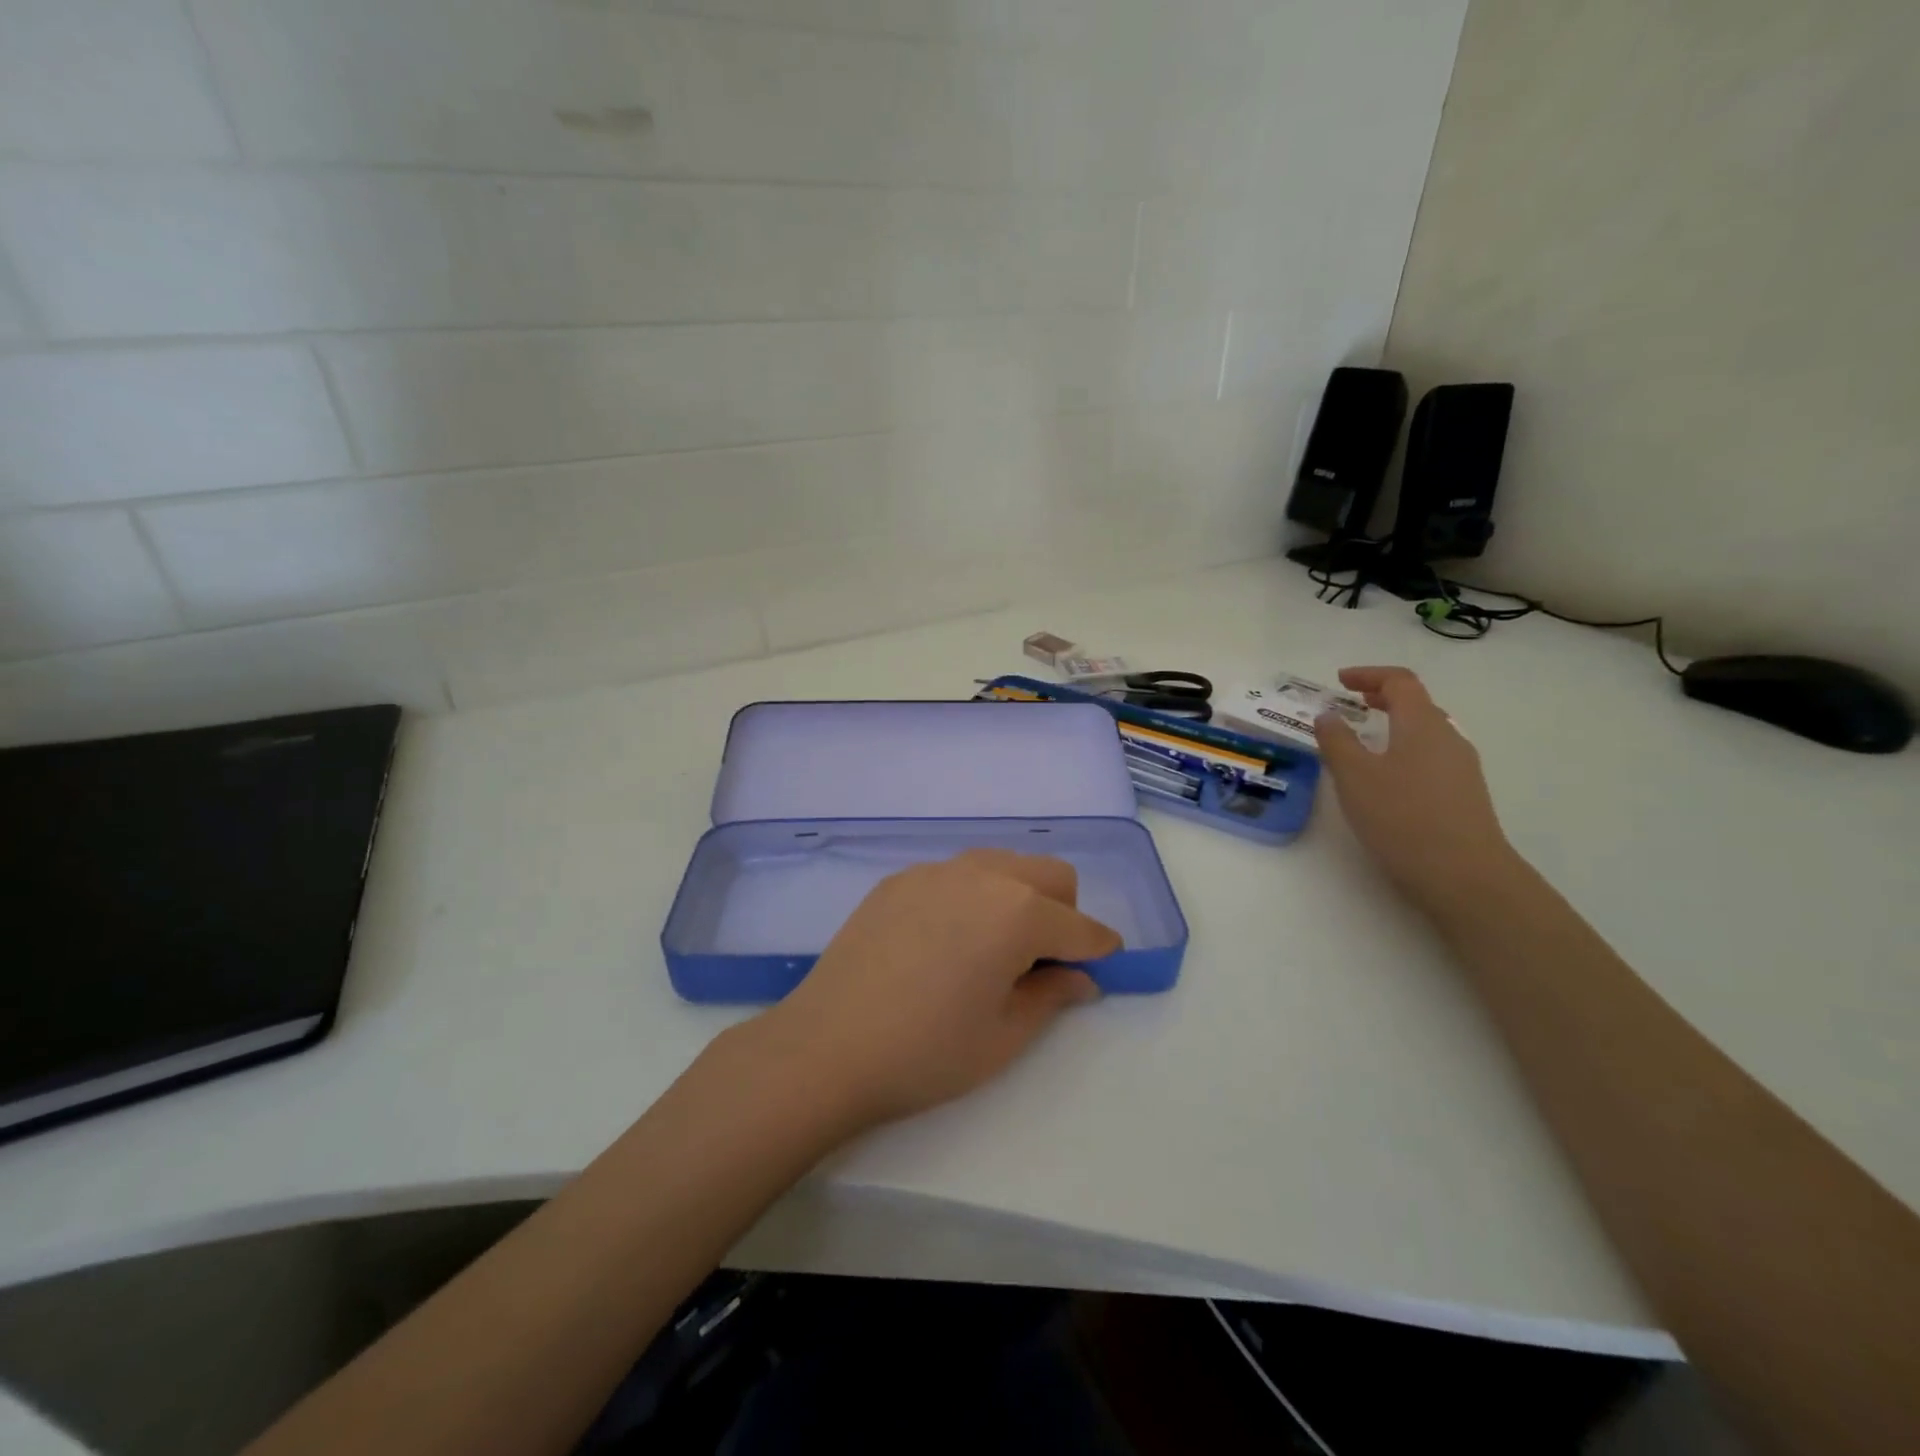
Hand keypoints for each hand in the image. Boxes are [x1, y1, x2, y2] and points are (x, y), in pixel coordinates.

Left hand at [740, 849, 1120, 1130]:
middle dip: (1063, 910)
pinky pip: (955, 874)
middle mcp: (982, 875)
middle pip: (1048, 873)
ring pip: (1002, 864)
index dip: (1100, 947)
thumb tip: (1080, 978)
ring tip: (994, 947)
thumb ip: (1052, 996)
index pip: (1080, 925)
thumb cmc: (926, 1052)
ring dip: (1018, 895)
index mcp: (1018, 913)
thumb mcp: (1004, 1035)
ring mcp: (935, 871)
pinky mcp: (899, 879)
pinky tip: (945, 941)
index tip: (1105, 962)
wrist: (826, 1046)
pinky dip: (971, 896)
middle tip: (1044, 961)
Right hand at [1314, 666, 1518, 913]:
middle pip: (1418, 703)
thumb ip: (1337, 740)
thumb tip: (1328, 714)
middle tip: (1352, 702)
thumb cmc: (1402, 816)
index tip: (1340, 681)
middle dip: (1383, 697)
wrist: (1463, 874)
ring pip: (1426, 731)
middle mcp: (1447, 737)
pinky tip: (1387, 775)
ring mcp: (1461, 767)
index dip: (1369, 674)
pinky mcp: (1464, 794)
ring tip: (1366, 738)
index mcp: (1422, 724)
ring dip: (1395, 724)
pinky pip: (1431, 756)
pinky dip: (1405, 748)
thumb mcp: (1354, 776)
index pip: (1400, 682)